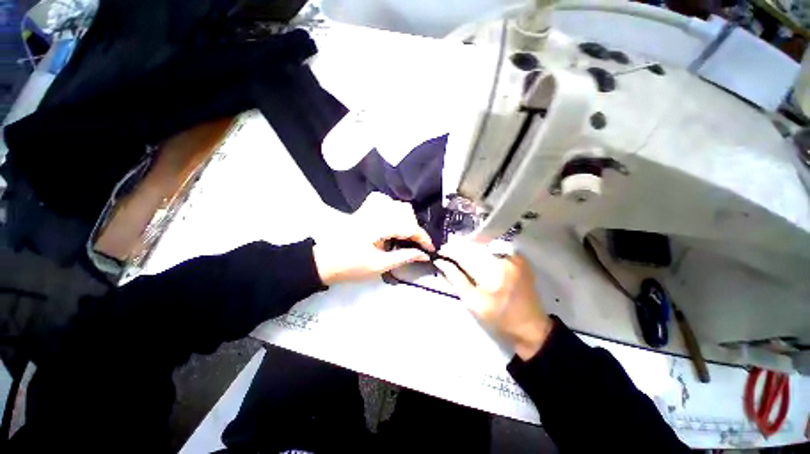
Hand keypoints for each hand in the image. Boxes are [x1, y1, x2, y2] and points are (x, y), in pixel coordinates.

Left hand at [313, 194, 433, 284]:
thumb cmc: (352, 266)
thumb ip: (404, 257)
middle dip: (415, 228)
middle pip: (405, 212)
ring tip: (405, 234)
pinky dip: (393, 209)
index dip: (423, 238)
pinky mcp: (363, 210)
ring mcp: (368, 209)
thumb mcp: (380, 265)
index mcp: (380, 226)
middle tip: (415, 244)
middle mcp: (376, 212)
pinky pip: (384, 202)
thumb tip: (423, 254)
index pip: (409, 227)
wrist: (324, 261)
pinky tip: (392, 220)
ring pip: (396, 205)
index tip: (430, 249)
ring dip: (406, 218)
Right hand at [434, 240, 552, 359]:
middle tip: (447, 254)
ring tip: (458, 255)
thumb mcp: (472, 302)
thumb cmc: (498, 318)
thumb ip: (455, 278)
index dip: (449, 251)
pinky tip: (475, 256)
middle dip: (458, 248)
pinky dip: (482, 250)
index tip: (439, 253)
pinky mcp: (519, 257)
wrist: (531, 326)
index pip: (464, 254)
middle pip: (474, 246)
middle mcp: (504, 258)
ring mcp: (514, 256)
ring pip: (483, 245)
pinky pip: (495, 247)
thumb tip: (440, 262)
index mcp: (492, 271)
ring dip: (468, 248)